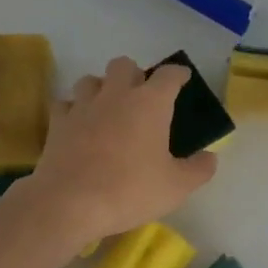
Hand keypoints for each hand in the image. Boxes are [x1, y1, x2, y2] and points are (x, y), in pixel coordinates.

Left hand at [21, 56, 216, 244]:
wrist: (71, 202)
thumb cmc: (130, 190)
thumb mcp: (176, 187)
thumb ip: (199, 169)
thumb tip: (210, 157)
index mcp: (150, 103)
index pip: (169, 75)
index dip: (178, 74)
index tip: (182, 78)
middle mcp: (116, 94)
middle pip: (124, 65)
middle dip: (134, 74)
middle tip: (141, 95)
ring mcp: (83, 105)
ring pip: (91, 79)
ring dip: (102, 88)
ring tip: (108, 107)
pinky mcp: (58, 122)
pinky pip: (66, 104)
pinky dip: (74, 110)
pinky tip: (79, 124)